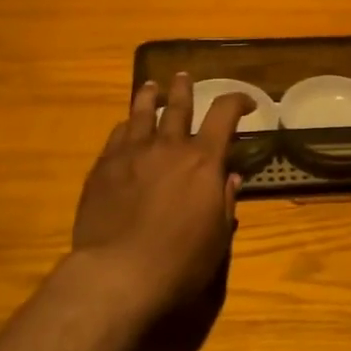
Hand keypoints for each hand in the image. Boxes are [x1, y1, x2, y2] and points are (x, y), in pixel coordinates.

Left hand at [69, 73, 250, 313]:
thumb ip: (224, 201)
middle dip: (184, 89)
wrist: (119, 272)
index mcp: (203, 160)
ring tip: (151, 86)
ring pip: (141, 113)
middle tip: (184, 78)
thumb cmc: (180, 261)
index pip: (224, 113)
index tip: (247, 103)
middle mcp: (168, 146)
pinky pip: (117, 136)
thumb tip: (230, 177)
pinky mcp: (104, 167)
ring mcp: (132, 153)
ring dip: (149, 96)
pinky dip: (125, 126)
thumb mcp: (217, 236)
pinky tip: (124, 126)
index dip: (238, 101)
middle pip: (178, 105)